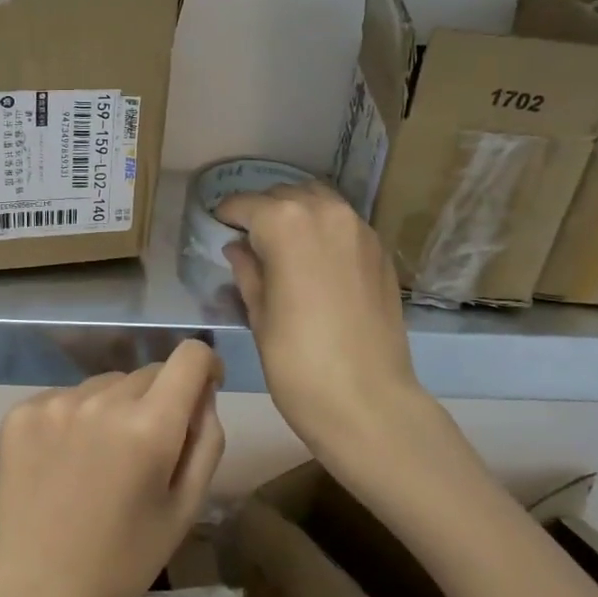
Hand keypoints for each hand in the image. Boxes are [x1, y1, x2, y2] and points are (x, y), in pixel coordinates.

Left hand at [0, 341, 226, 596]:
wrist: (35, 592)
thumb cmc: (123, 560)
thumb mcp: (185, 508)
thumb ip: (205, 440)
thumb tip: (203, 392)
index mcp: (149, 426)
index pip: (190, 356)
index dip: (205, 366)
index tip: (202, 392)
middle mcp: (101, 400)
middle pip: (147, 373)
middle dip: (158, 401)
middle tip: (145, 452)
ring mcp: (55, 403)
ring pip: (106, 385)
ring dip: (115, 408)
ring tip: (100, 462)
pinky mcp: (21, 412)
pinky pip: (66, 397)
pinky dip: (75, 418)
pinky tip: (65, 462)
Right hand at [216, 181, 455, 484]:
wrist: (367, 401)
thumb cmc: (296, 361)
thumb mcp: (259, 314)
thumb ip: (247, 271)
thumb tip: (239, 248)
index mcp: (286, 223)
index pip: (246, 204)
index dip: (227, 214)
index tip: (216, 226)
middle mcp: (325, 212)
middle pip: (286, 195)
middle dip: (264, 211)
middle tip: (247, 239)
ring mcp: (360, 230)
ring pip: (320, 202)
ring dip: (297, 214)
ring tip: (280, 244)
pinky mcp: (381, 252)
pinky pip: (344, 224)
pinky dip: (324, 230)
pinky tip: (314, 260)